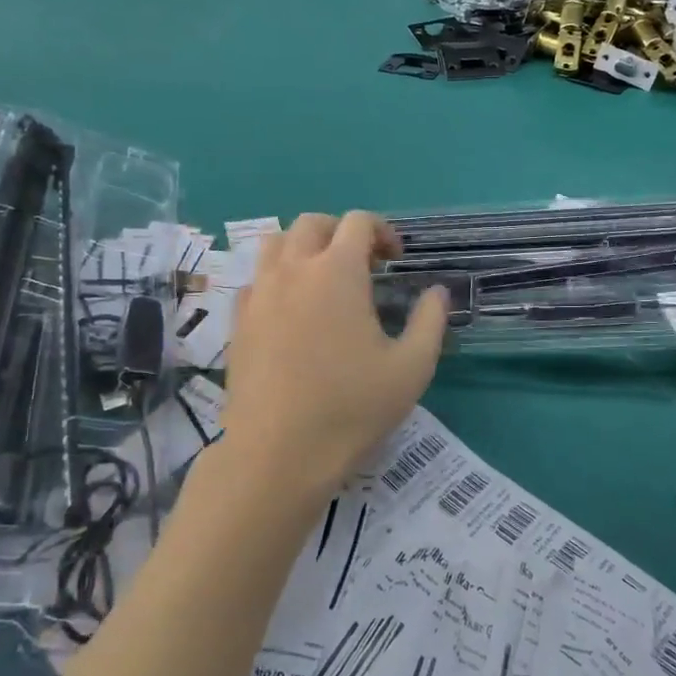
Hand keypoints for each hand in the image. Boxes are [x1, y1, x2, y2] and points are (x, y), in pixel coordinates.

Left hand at [223, 213, 447, 502]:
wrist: (278, 453)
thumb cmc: (351, 408)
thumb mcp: (412, 367)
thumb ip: (430, 321)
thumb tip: (437, 292)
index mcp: (337, 271)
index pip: (358, 222)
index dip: (383, 231)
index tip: (396, 260)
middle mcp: (293, 270)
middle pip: (312, 223)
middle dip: (341, 232)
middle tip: (363, 264)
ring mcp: (259, 294)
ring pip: (276, 244)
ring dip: (303, 247)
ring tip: (323, 278)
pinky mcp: (238, 321)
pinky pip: (256, 279)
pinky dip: (277, 278)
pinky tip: (291, 310)